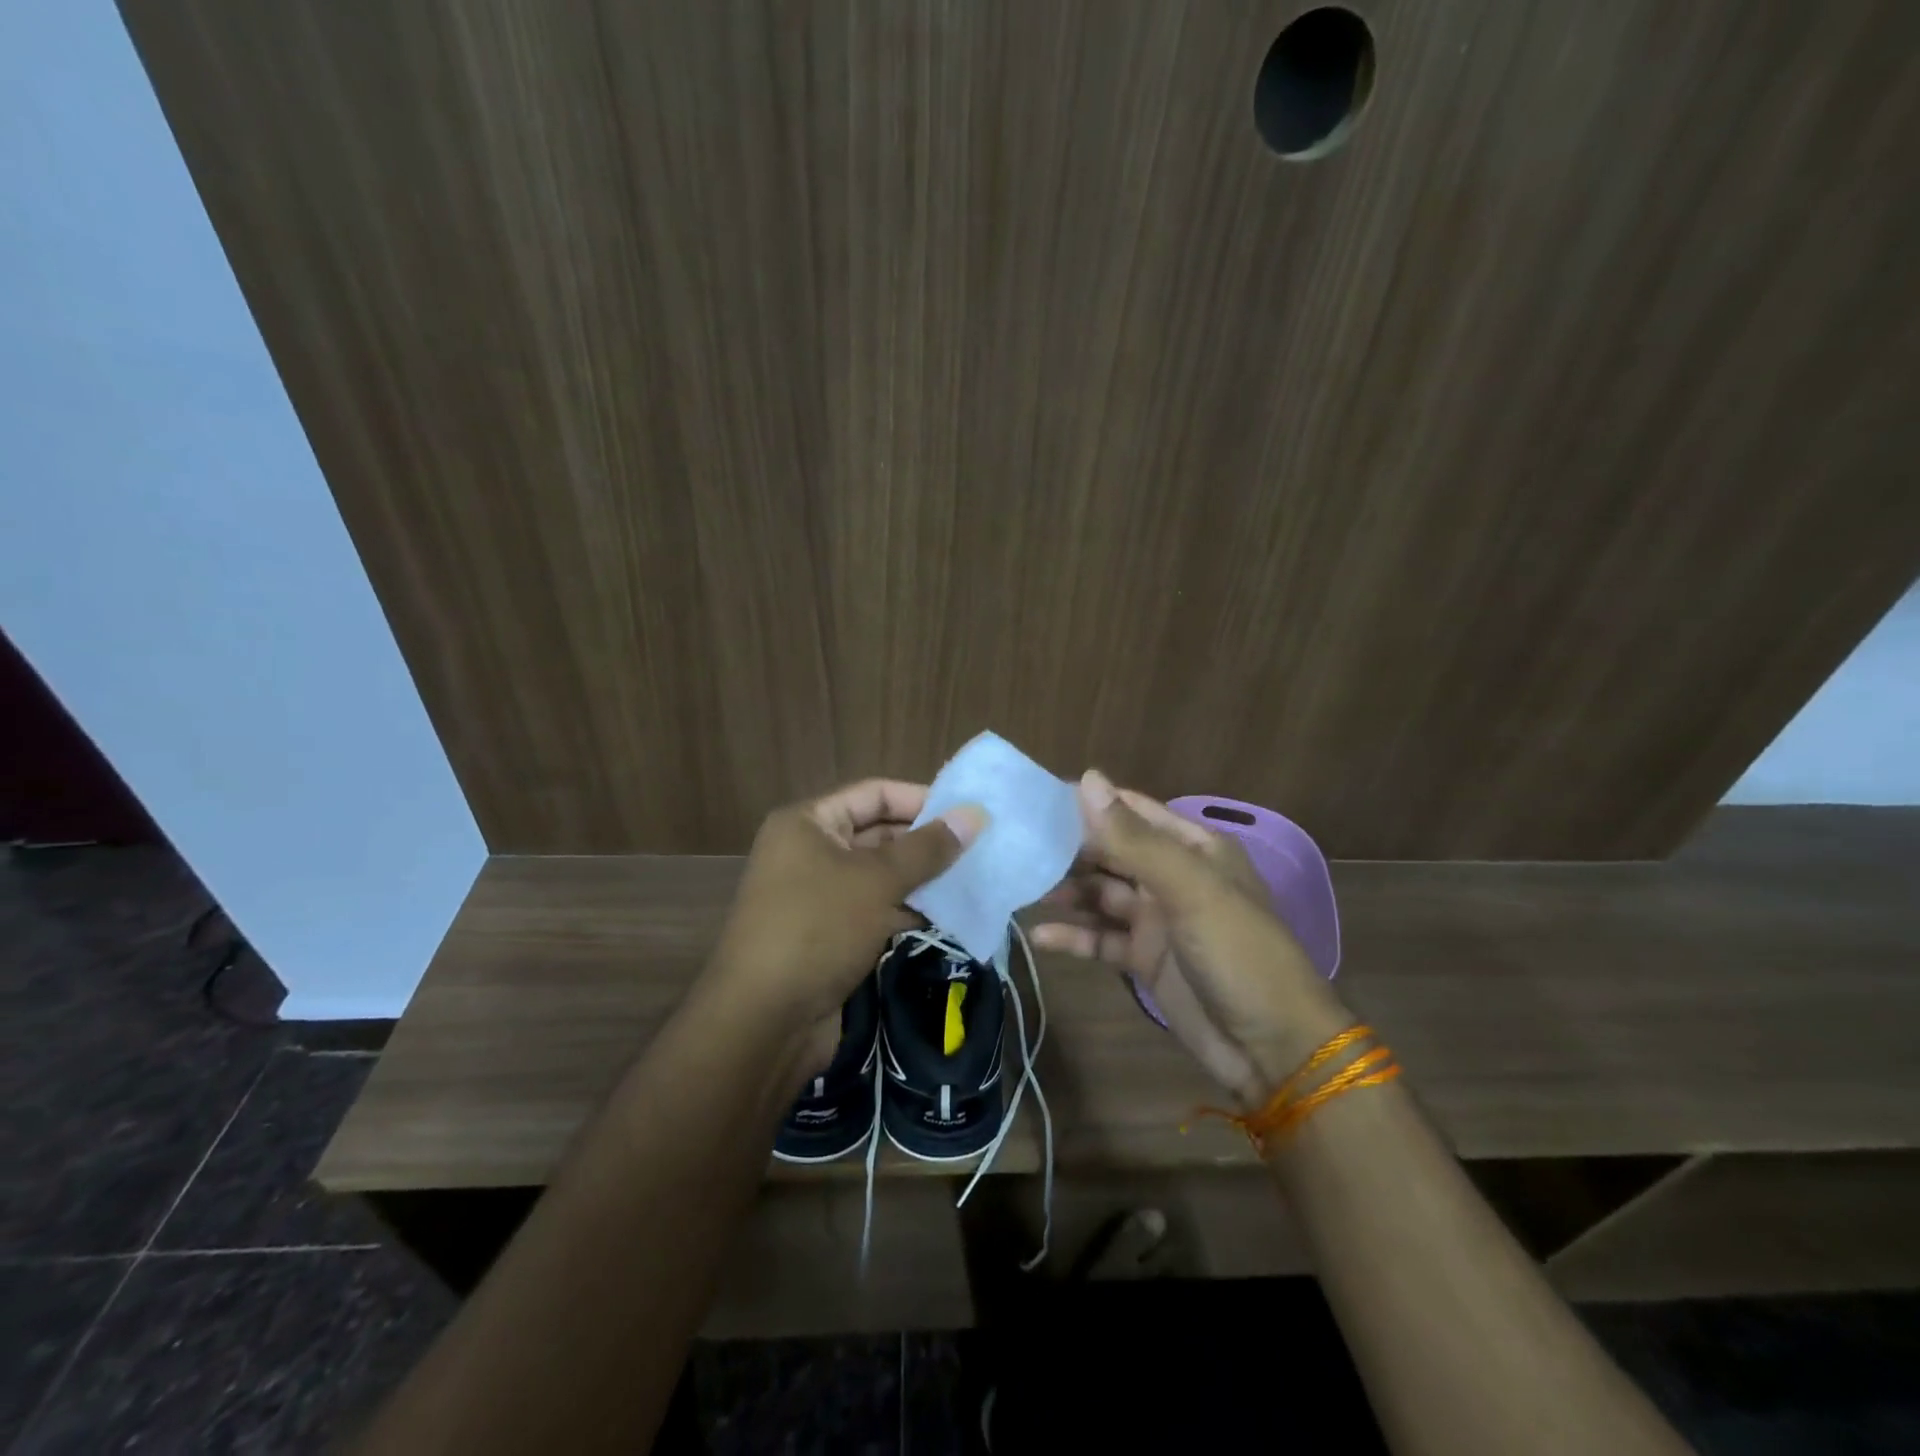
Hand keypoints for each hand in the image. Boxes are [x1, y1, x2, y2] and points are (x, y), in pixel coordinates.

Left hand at [704, 780, 984, 1071]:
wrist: (764, 1021)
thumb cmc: (818, 929)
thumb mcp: (877, 881)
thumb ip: (928, 848)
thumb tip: (974, 814)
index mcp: (808, 823)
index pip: (874, 793)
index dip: (921, 799)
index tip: (968, 813)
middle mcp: (810, 851)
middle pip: (878, 833)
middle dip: (925, 842)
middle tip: (978, 848)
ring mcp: (818, 895)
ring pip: (880, 875)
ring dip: (921, 878)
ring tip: (972, 878)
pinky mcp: (830, 934)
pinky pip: (875, 908)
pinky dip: (907, 909)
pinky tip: (947, 913)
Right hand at [1032, 771, 1346, 1104]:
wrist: (1273, 1050)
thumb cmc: (1238, 954)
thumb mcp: (1188, 889)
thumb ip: (1134, 839)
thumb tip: (1087, 779)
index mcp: (1193, 848)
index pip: (1132, 811)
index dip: (1089, 803)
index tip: (1036, 797)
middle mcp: (1173, 877)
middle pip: (1111, 853)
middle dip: (1069, 850)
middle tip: (1017, 844)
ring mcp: (1158, 920)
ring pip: (1101, 895)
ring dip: (1067, 892)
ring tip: (1022, 886)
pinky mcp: (1145, 960)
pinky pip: (1102, 939)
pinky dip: (1074, 936)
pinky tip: (1039, 936)